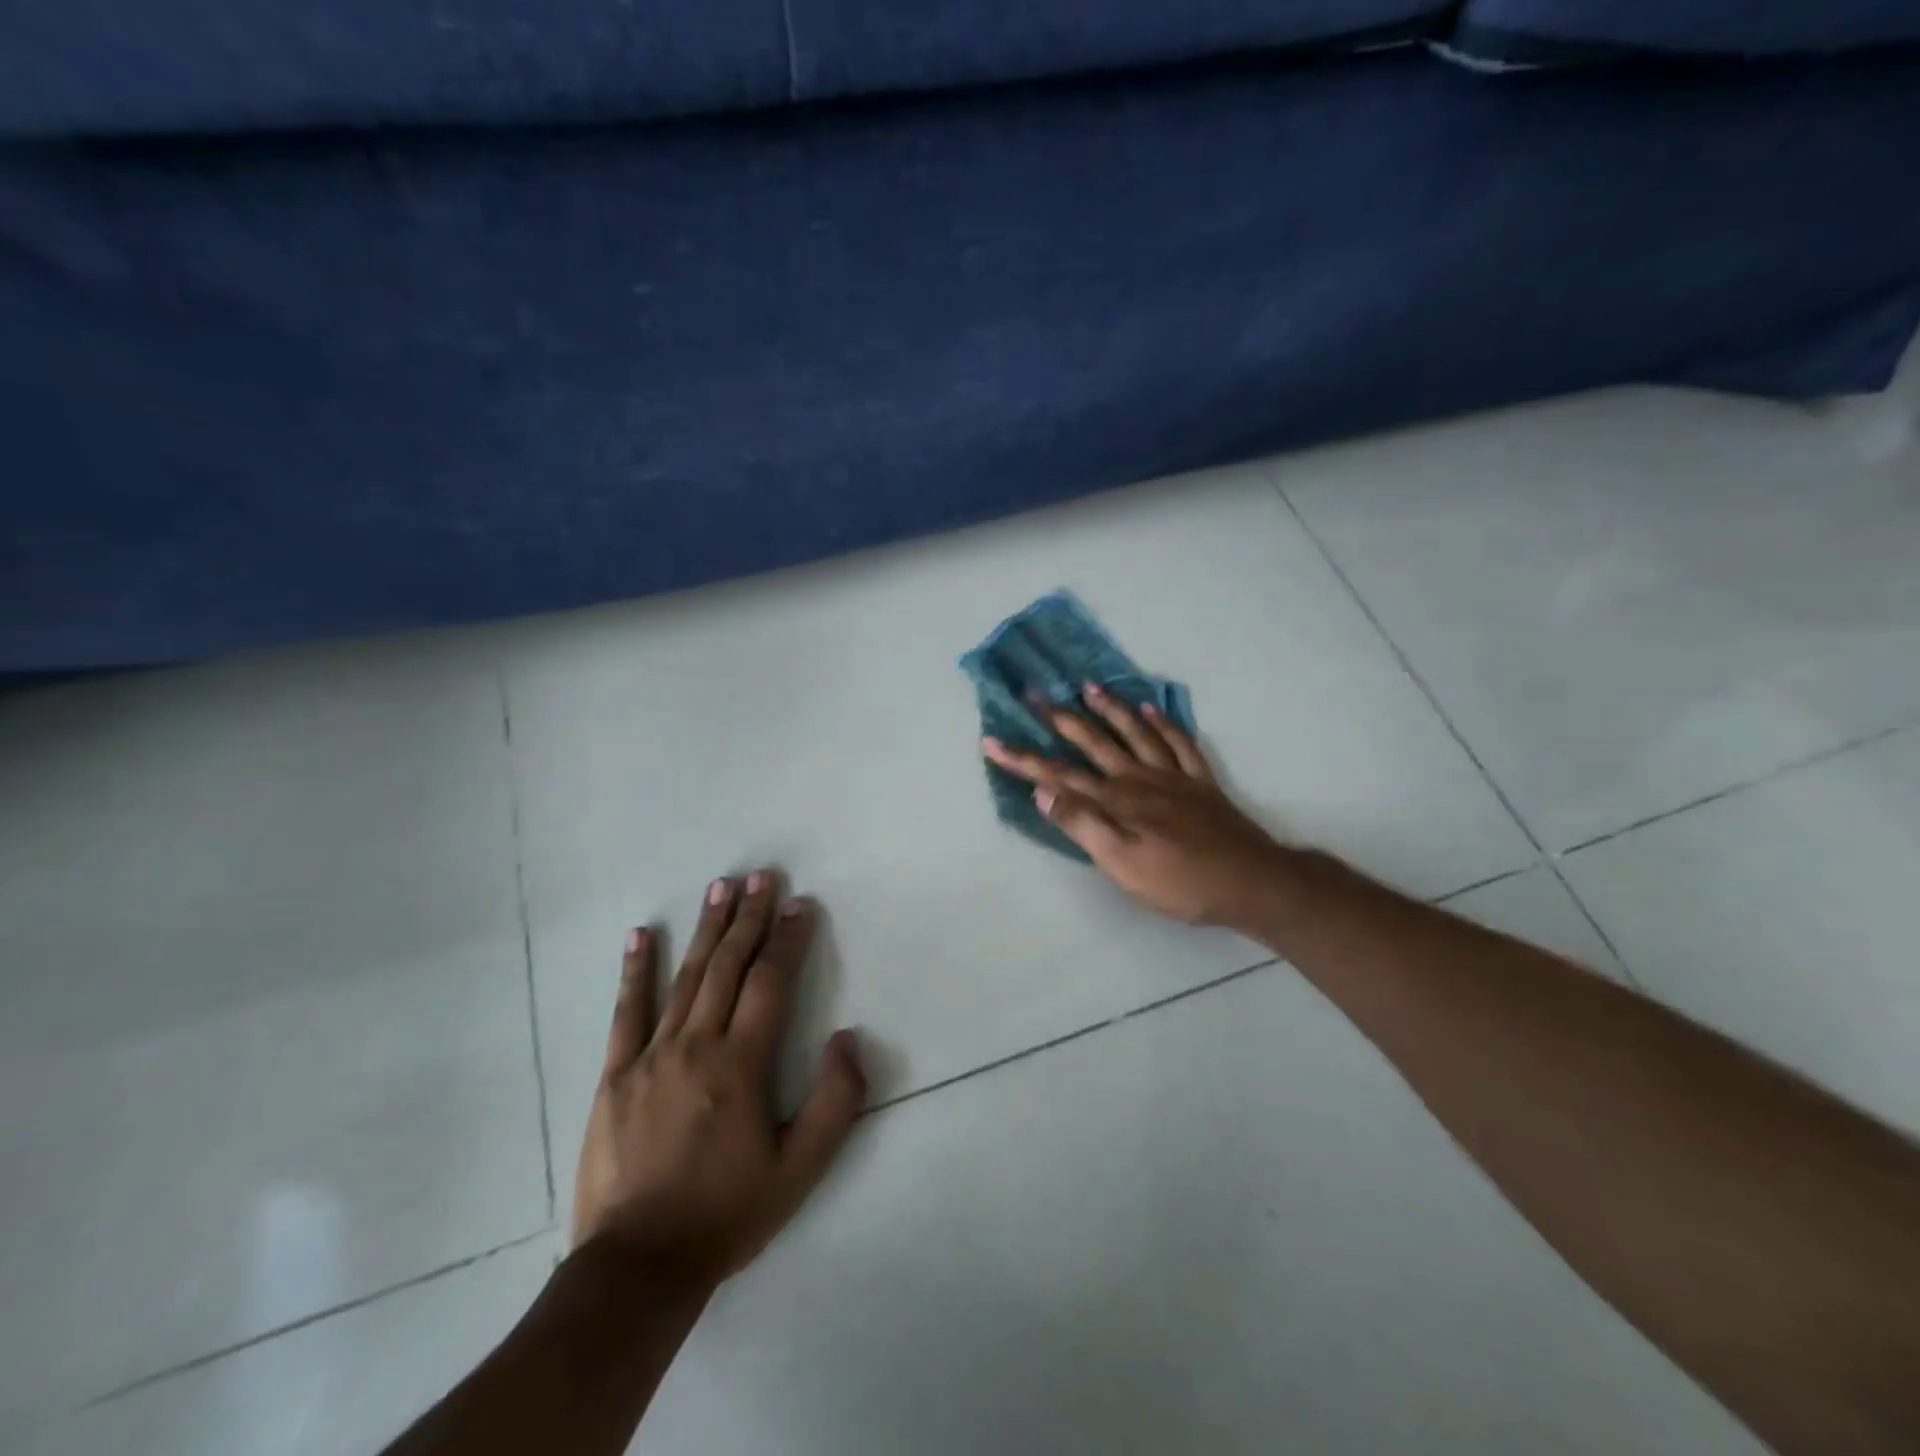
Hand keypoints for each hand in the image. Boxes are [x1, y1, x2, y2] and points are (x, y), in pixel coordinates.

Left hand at [571, 871, 865, 1290]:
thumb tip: (847, 1037)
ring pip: (684, 978)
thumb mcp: (801, 1169)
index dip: (788, 939)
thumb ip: (835, 1101)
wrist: (637, 1268)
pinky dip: (634, 970)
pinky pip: (626, 1012)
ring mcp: (650, 1057)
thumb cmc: (727, 1214)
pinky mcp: (614, 1076)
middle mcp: (696, 1046)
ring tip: (719, 887)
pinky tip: (639, 935)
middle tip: (762, 876)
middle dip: (749, 917)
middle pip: (727, 966)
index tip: (801, 904)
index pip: (770, 983)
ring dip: (705, 929)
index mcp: (741, 1065)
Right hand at [983, 685, 1287, 929]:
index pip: (1058, 775)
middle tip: (1035, 693)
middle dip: (1060, 719)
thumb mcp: (1122, 865)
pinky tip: (1151, 709)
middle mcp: (1139, 779)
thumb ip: (1082, 825)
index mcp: (1116, 801)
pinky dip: (1163, 723)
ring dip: (1109, 709)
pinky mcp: (1200, 783)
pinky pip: (1179, 744)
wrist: (1251, 882)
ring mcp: (1172, 777)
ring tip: (1088, 687)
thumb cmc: (1180, 882)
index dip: (1023, 759)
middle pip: (1093, 743)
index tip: (992, 741)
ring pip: (1134, 734)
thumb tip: (1043, 791)